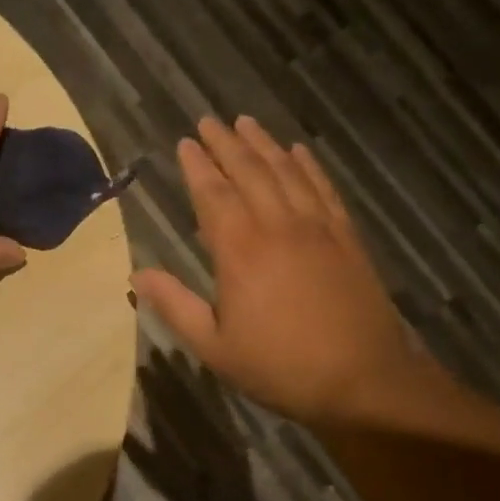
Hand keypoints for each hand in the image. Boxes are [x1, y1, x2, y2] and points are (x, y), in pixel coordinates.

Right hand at [132, 116, 440, 427]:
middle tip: (210, 121)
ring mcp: (317, 227)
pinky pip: (323, 189)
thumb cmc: (279, 367)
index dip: (197, 166)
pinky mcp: (346, 237)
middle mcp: (278, 226)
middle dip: (226, 144)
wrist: (362, 379)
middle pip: (249, 172)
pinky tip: (300, 152)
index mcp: (240, 250)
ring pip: (287, 172)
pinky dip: (308, 166)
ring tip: (247, 123)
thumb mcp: (214, 347)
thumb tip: (136, 276)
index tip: (186, 142)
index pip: (213, 194)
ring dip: (264, 145)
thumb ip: (175, 306)